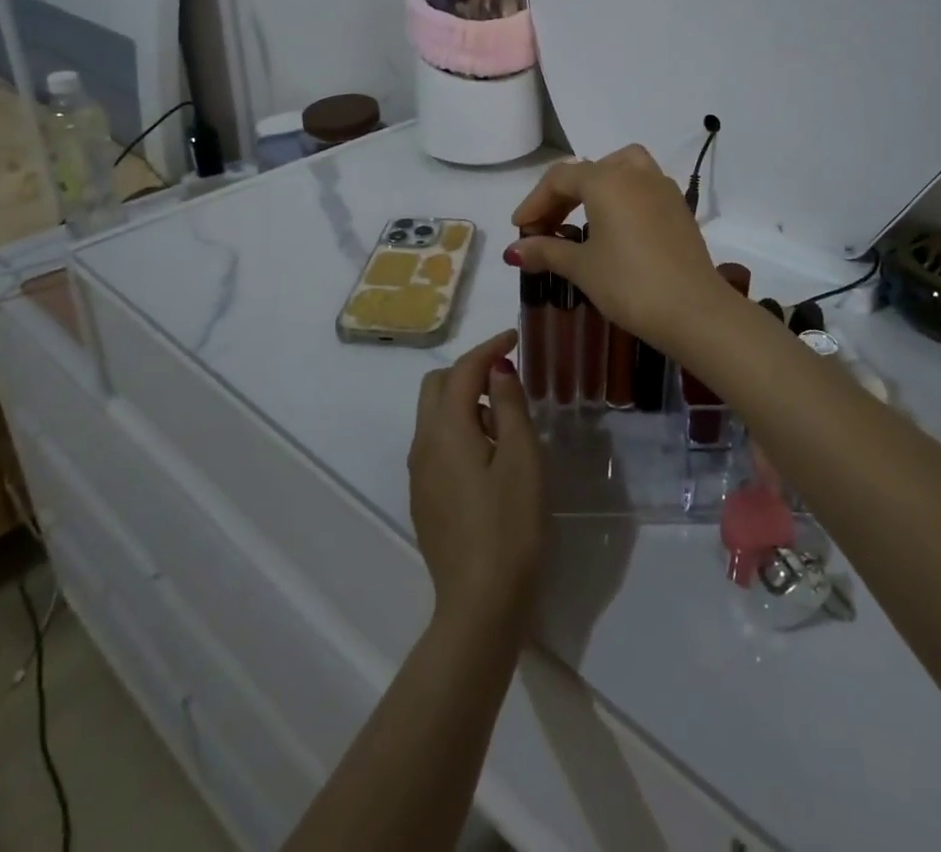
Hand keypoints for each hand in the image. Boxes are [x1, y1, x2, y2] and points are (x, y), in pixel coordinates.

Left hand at [408, 329, 544, 632]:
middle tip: (508, 377)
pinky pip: (436, 443)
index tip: (514, 337)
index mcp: (446, 429)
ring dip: (464, 400)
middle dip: (469, 370)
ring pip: (434, 415)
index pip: (463, 370)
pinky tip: (488, 453)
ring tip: (505, 418)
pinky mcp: (424, 497)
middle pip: (438, 386)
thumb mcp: (522, 457)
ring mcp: (419, 473)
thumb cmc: (510, 525)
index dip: (489, 348)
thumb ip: (508, 405)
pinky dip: (458, 428)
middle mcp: (423, 444)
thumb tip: (497, 369)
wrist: (481, 603)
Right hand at [505, 145, 735, 353]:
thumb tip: (514, 250)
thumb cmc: (629, 284)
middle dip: (562, 196)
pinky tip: (615, 230)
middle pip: (590, 170)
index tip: (520, 230)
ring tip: (582, 217)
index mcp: (607, 180)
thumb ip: (547, 251)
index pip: (560, 178)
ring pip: (622, 169)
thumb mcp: (582, 267)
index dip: (535, 201)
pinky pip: (643, 188)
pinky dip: (622, 197)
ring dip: (597, 186)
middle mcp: (636, 174)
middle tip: (545, 228)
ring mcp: (663, 189)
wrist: (693, 310)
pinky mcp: (679, 209)